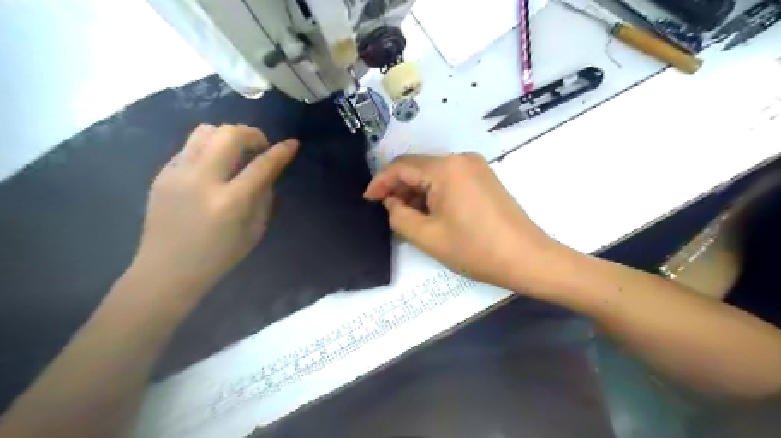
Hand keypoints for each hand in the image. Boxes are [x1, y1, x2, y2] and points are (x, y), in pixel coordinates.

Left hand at [133, 122, 297, 293]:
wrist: (166, 269)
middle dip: (252, 134)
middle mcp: (202, 181)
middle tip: (260, 147)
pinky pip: (190, 146)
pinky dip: (210, 148)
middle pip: (229, 135)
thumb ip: (264, 196)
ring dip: (228, 136)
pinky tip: (214, 166)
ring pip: (205, 131)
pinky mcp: (162, 173)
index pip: (261, 166)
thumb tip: (269, 170)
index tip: (292, 143)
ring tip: (237, 153)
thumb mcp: (254, 230)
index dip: (281, 152)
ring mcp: (177, 173)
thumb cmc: (219, 256)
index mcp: (230, 202)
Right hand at [367, 154, 561, 289]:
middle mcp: (460, 159)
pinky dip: (433, 193)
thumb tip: (392, 202)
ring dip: (416, 192)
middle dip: (399, 188)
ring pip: (433, 174)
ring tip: (407, 216)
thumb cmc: (475, 249)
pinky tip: (429, 213)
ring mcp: (475, 167)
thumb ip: (399, 216)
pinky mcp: (483, 178)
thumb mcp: (427, 236)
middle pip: (418, 167)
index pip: (401, 166)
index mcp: (445, 168)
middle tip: (387, 212)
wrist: (526, 258)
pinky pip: (449, 179)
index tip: (367, 200)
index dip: (380, 182)